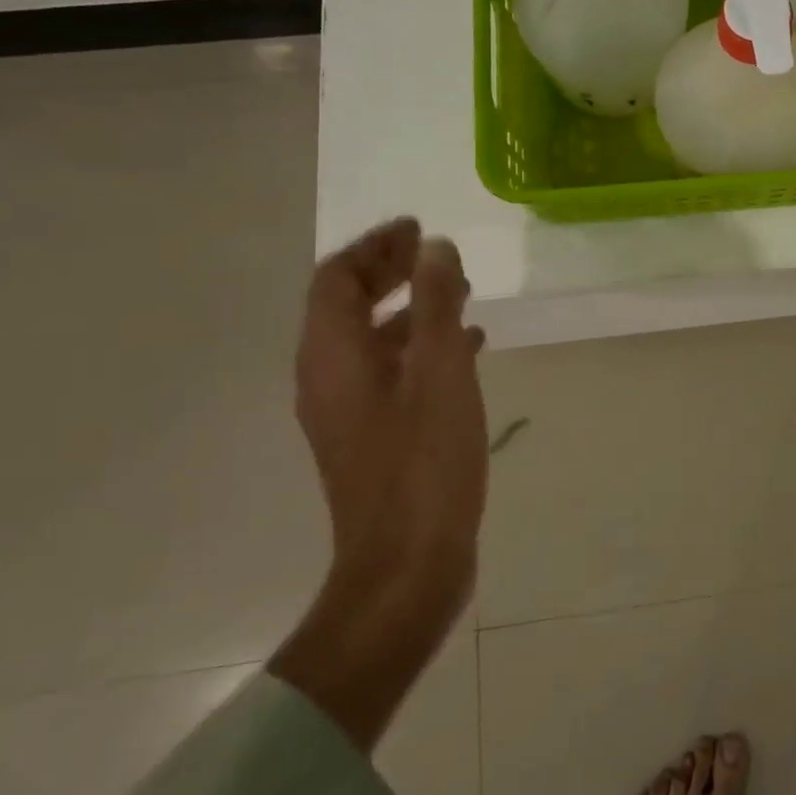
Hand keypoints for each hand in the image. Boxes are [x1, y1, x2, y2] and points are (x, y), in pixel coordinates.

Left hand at [274, 217, 487, 749]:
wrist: (407, 566)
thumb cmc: (424, 462)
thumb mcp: (441, 371)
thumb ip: (436, 303)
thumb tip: (433, 248)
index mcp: (333, 357)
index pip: (335, 278)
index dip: (374, 246)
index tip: (417, 228)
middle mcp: (327, 378)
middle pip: (346, 304)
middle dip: (389, 271)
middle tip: (435, 252)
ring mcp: (348, 411)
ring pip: (371, 338)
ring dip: (409, 307)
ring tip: (460, 293)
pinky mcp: (372, 436)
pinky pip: (389, 370)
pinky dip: (420, 345)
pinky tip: (467, 348)